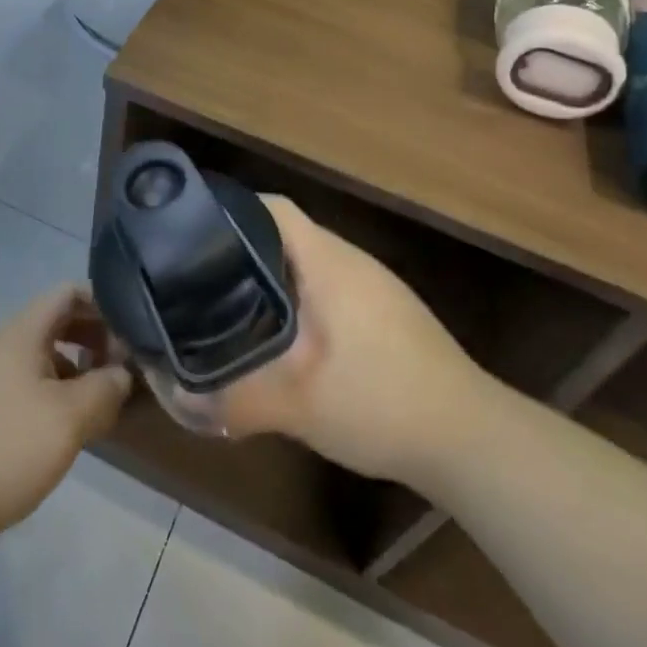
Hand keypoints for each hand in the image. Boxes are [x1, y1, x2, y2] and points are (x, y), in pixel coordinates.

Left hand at [0, 284, 132, 543]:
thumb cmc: (7, 448)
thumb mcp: (70, 418)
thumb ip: (105, 388)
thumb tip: (123, 373)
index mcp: (21, 331)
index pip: (68, 292)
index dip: (103, 306)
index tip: (129, 336)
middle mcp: (1, 342)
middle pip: (56, 321)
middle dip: (93, 339)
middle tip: (120, 369)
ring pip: (41, 354)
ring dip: (75, 368)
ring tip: (99, 402)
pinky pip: (25, 381)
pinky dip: (53, 390)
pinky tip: (65, 426)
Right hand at [217, 197, 487, 489]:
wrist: (471, 438)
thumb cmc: (381, 399)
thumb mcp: (298, 403)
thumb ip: (234, 398)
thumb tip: (176, 397)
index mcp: (327, 261)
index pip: (271, 208)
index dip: (230, 210)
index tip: (191, 232)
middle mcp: (349, 261)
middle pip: (283, 234)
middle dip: (239, 250)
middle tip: (197, 278)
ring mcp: (371, 287)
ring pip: (305, 265)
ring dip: (269, 278)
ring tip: (227, 304)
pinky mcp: (384, 314)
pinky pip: (326, 289)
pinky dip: (296, 301)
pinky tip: (282, 339)